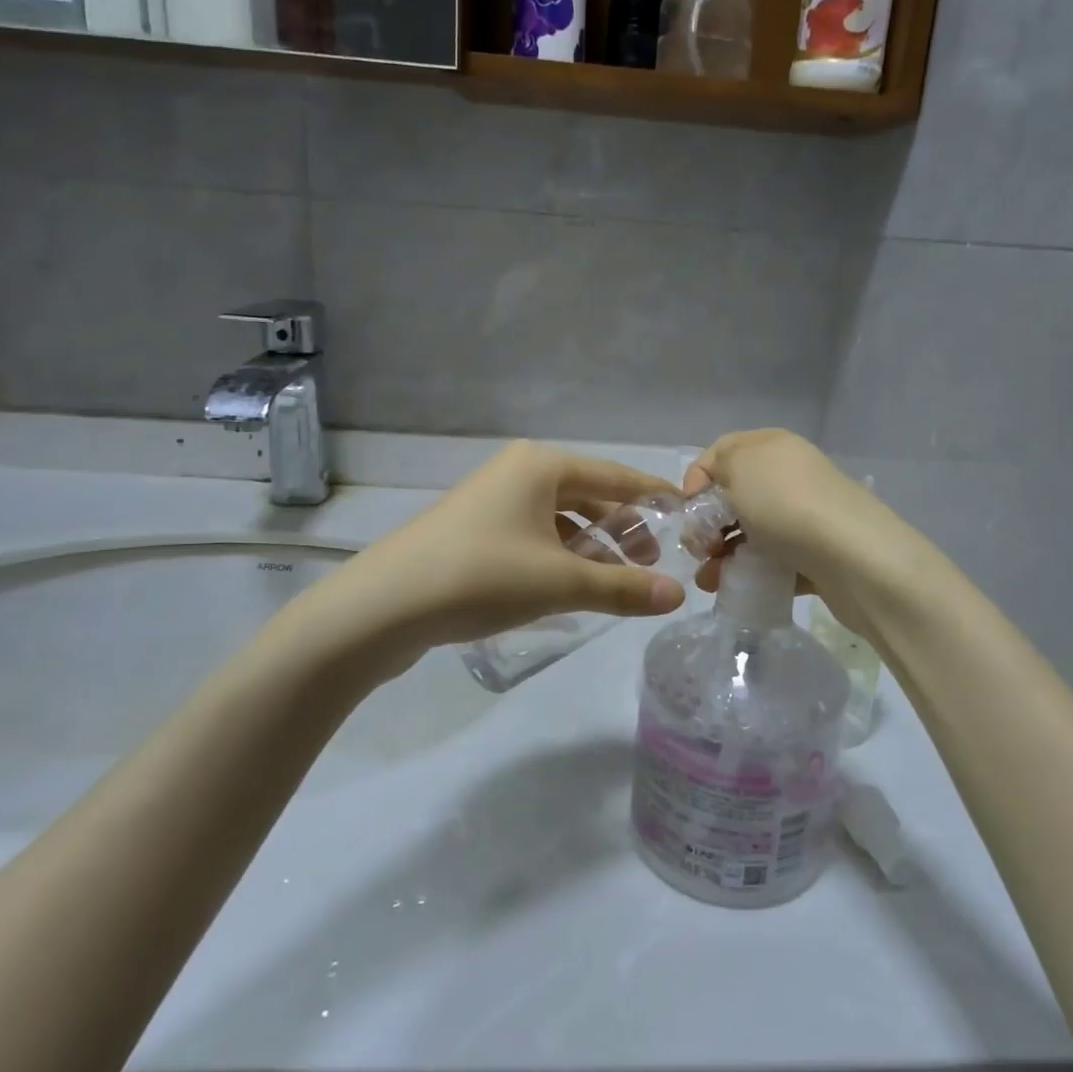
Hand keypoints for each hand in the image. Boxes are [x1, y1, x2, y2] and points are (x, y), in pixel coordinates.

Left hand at [337, 440, 687, 657]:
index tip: (688, 514)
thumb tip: (678, 596)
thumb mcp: (561, 583)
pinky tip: (569, 586)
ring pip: (560, 518)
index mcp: (543, 465)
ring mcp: (492, 500)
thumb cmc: (482, 576)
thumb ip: (622, 588)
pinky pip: (534, 534)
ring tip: (614, 580)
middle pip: (589, 496)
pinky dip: (559, 555)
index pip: (618, 476)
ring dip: (591, 546)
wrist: (384, 605)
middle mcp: (519, 472)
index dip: (655, 497)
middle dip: (623, 529)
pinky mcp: (475, 529)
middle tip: (651, 564)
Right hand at [684, 430, 910, 640]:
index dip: (697, 479)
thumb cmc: (787, 504)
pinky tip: (737, 589)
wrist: (855, 558)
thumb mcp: (740, 466)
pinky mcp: (816, 555)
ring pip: (752, 533)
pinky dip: (752, 574)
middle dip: (708, 525)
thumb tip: (716, 486)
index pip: (721, 453)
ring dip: (724, 555)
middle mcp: (790, 476)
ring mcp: (806, 516)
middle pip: (735, 497)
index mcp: (772, 446)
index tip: (687, 512)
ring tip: (710, 581)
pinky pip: (774, 562)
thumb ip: (718, 465)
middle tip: (699, 551)